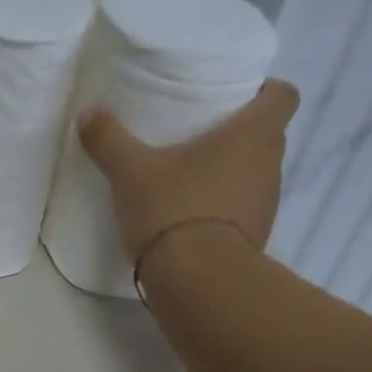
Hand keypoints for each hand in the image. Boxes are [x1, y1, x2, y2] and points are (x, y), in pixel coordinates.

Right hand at [76, 79, 298, 261]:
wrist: (194, 278)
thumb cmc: (172, 209)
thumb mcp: (131, 172)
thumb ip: (110, 141)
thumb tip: (87, 114)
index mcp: (254, 134)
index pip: (284, 96)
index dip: (265, 93)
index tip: (236, 102)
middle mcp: (271, 164)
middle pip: (268, 138)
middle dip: (240, 139)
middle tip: (202, 145)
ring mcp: (267, 206)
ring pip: (255, 179)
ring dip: (232, 179)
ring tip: (193, 188)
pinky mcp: (255, 240)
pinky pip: (243, 216)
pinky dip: (224, 216)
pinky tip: (193, 225)